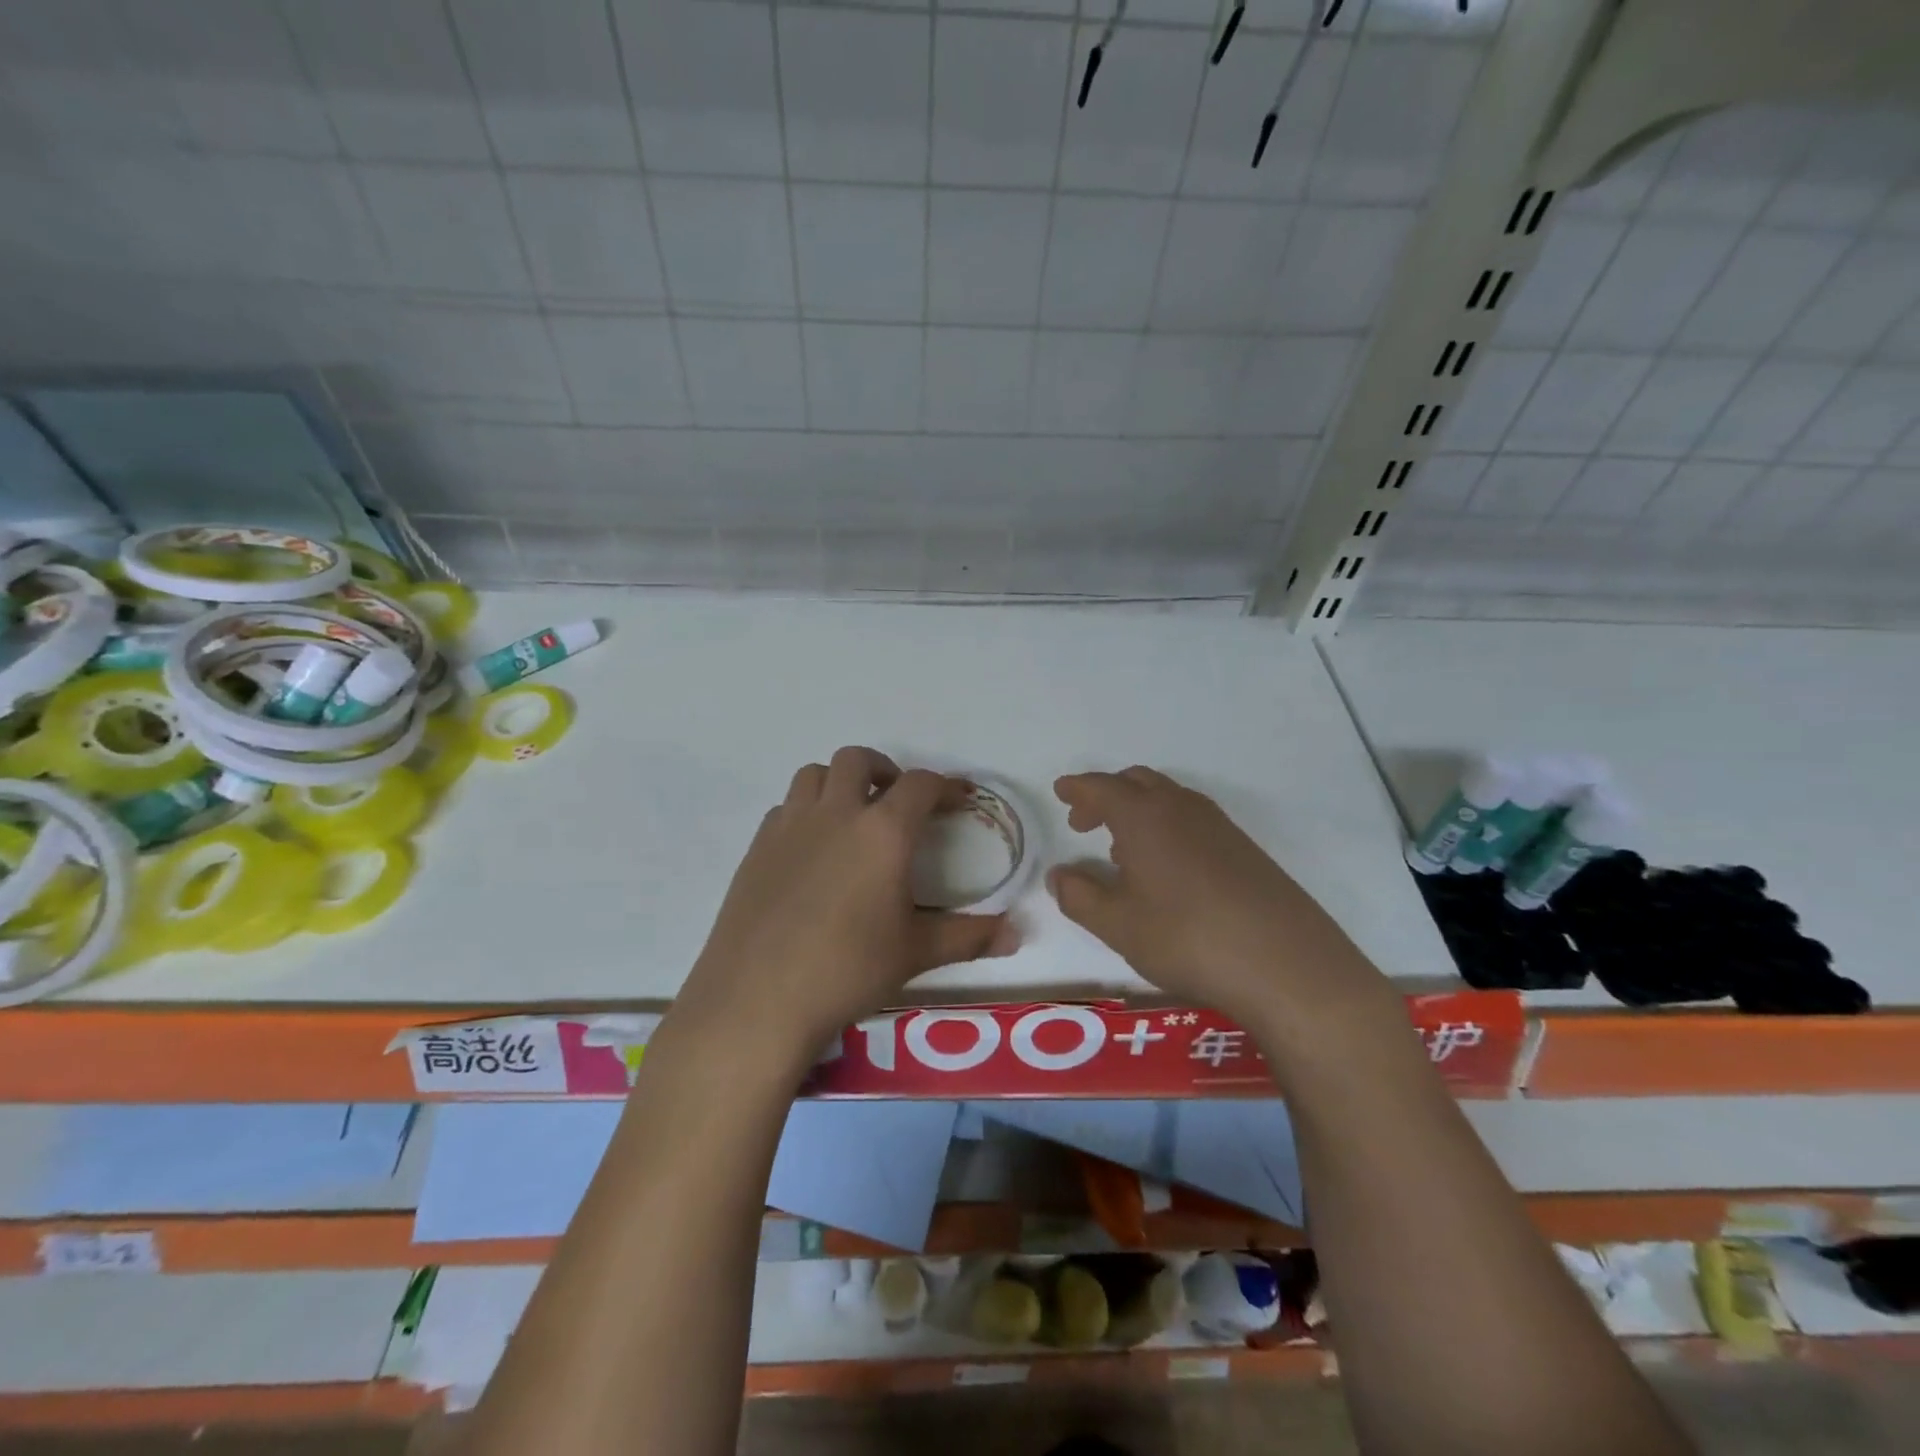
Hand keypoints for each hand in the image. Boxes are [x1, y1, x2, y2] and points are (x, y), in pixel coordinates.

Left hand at [674, 747, 1017, 1069]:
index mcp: (883, 831)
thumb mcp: (916, 953)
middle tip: (897, 803)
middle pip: (859, 760)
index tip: (957, 800)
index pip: (920, 785)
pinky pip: (786, 807)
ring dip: (839, 783)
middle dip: (885, 771)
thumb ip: (970, 937)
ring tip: (852, 817)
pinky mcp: (757, 846)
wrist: (757, 998)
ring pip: (815, 774)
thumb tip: (1018, 934)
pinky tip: (812, 850)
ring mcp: (790, 825)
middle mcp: (836, 813)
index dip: (944, 786)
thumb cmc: (848, 970)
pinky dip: (806, 811)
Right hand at [1048, 767, 1388, 1031]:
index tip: (1061, 791)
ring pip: (1168, 799)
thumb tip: (1059, 876)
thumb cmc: (1186, 937)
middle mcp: (1181, 808)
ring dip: (1138, 810)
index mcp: (1144, 817)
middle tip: (1085, 822)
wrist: (1284, 963)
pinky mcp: (1244, 848)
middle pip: (1137, 782)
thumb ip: (1080, 897)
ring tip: (1121, 849)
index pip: (1102, 788)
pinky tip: (1167, 868)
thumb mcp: (1118, 925)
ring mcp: (1218, 826)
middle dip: (1107, 795)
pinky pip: (1192, 819)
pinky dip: (1167, 827)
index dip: (1078, 788)